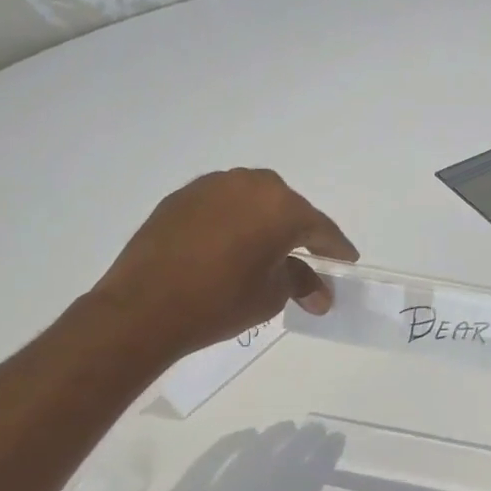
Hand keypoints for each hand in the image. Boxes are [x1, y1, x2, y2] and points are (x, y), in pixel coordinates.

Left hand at [94, 169, 357, 358]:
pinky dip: (234, 221)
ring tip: (265, 251)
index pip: (320, 229)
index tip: (346, 262)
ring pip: (252, 201)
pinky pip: (223, 205)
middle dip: (299, 231)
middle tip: (306, 258)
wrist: (144, 307)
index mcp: (281, 207)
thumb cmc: (220, 302)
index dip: (336, 249)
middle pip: (287, 207)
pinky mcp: (182, 196)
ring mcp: (212, 185)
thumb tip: (320, 293)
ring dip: (264, 222)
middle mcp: (249, 184)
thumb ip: (301, 283)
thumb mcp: (271, 296)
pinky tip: (230, 245)